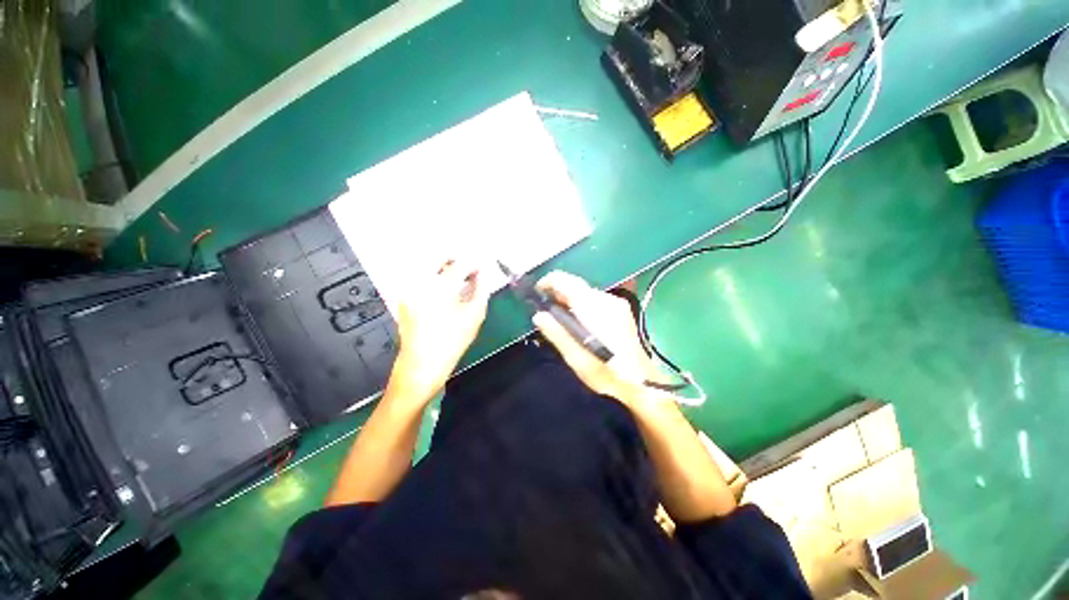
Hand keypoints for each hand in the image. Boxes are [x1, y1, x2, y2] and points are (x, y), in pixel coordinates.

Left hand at [388, 259, 489, 403]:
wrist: (422, 365)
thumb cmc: (452, 341)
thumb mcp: (475, 315)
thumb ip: (481, 289)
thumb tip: (483, 274)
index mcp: (440, 286)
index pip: (460, 263)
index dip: (474, 263)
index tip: (483, 267)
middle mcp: (420, 282)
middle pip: (439, 257)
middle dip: (457, 260)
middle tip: (470, 270)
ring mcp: (408, 289)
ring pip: (428, 266)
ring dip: (446, 268)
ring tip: (460, 282)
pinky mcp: (404, 297)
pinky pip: (421, 278)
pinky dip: (435, 278)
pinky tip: (446, 292)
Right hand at [532, 272, 661, 402]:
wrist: (641, 382)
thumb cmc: (606, 373)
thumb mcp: (576, 358)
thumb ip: (556, 333)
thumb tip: (538, 315)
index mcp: (593, 308)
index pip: (566, 281)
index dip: (548, 282)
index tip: (536, 293)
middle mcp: (606, 299)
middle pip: (576, 285)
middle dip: (558, 293)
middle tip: (546, 312)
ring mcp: (616, 303)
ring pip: (585, 292)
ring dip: (570, 300)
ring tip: (561, 320)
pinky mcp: (621, 310)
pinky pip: (595, 300)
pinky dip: (582, 305)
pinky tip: (580, 323)